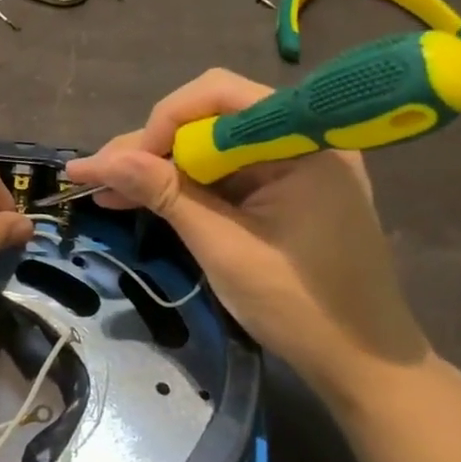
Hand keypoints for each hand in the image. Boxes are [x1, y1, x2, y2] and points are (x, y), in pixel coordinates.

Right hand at [64, 69, 429, 408]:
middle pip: (207, 117)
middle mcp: (297, 139)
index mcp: (302, 142)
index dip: (163, 122)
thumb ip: (166, 194)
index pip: (218, 96)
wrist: (363, 365)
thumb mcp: (224, 247)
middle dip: (150, 145)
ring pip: (204, 144)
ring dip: (156, 165)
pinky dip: (180, 184)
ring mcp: (289, 164)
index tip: (123, 164)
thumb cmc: (301, 306)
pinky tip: (138, 195)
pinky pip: (219, 170)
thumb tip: (101, 161)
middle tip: (97, 175)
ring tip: (104, 187)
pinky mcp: (279, 189)